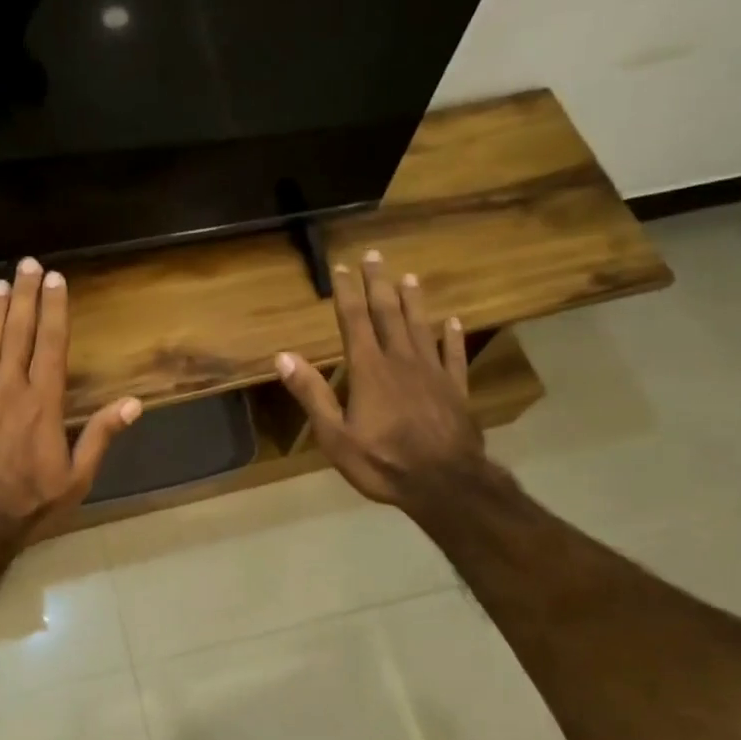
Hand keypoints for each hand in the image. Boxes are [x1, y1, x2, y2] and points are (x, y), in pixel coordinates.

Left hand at [0, 258, 141, 547]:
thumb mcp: (77, 478)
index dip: (55, 310)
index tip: (57, 280)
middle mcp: (7, 390)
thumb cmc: (31, 504)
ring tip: (0, 285)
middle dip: (26, 297)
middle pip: (18, 335)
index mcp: (42, 404)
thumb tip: (133, 403)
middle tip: (28, 265)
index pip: (51, 346)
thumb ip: (101, 436)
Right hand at [273, 249, 492, 512]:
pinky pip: (454, 355)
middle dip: (379, 284)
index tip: (341, 267)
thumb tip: (283, 356)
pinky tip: (455, 321)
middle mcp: (402, 361)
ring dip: (414, 301)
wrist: (444, 483)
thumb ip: (312, 394)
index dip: (347, 293)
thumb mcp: (335, 436)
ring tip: (410, 277)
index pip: (354, 321)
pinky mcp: (457, 389)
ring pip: (422, 327)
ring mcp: (433, 373)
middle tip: (375, 256)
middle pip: (389, 314)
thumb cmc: (383, 462)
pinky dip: (454, 336)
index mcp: (369, 370)